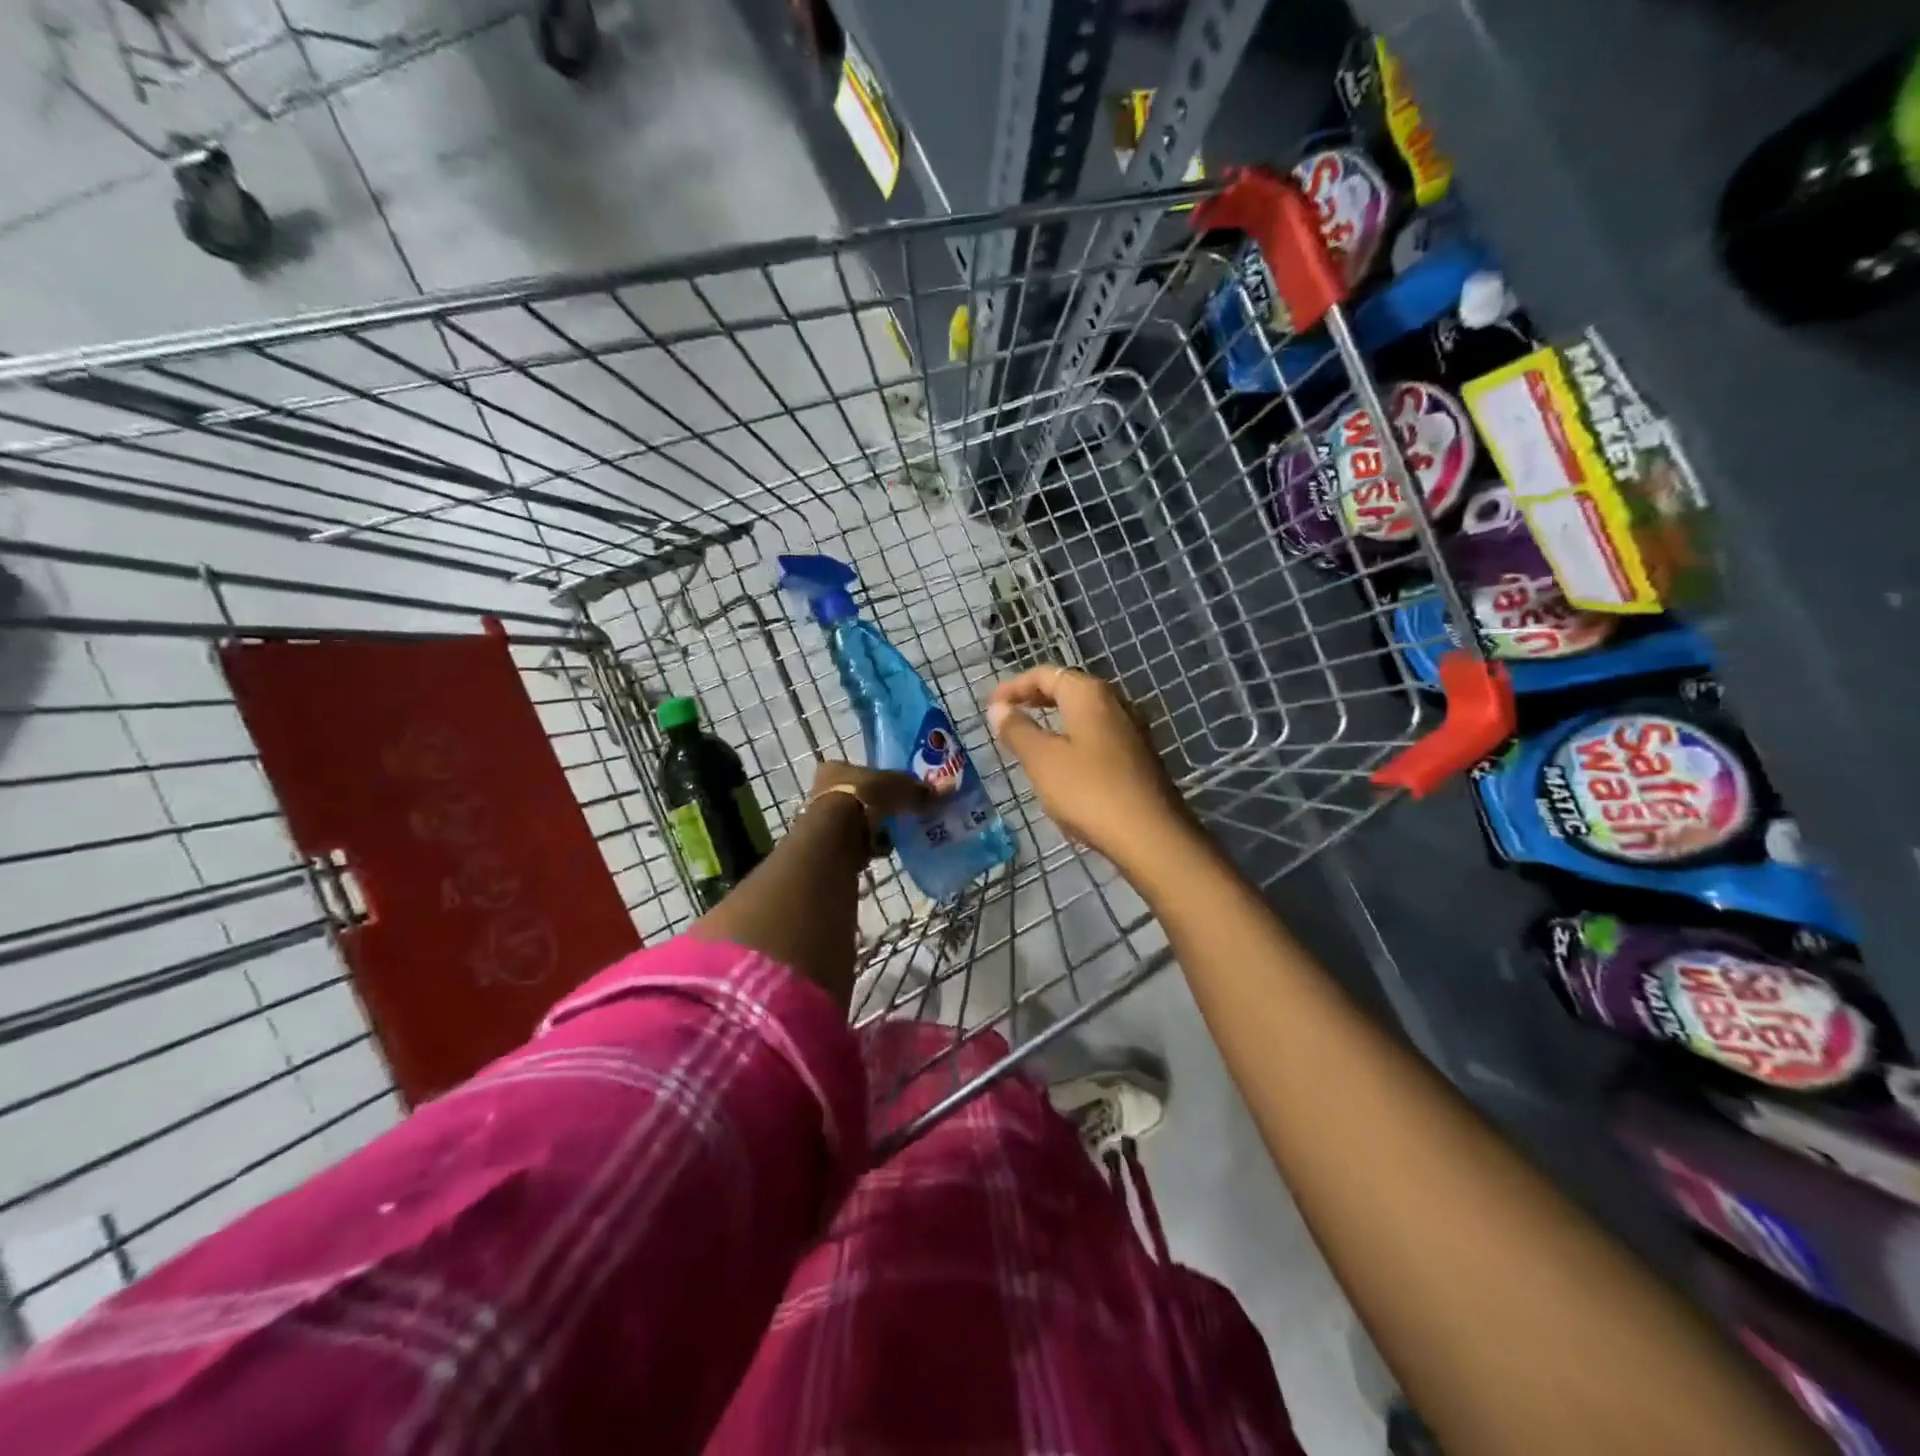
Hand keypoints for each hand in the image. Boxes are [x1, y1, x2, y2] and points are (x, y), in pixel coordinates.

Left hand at [807, 760, 932, 848]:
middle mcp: (823, 789)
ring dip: (873, 829)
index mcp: (835, 768)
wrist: (837, 836)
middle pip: (858, 796)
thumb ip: (917, 789)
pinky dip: (869, 847)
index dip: (878, 780)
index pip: (859, 770)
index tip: (896, 791)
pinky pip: (854, 844)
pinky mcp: (827, 844)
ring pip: (856, 821)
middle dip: (878, 807)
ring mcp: (822, 819)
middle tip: (899, 814)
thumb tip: (943, 791)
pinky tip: (883, 851)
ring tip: (895, 836)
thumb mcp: (899, 787)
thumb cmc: (865, 797)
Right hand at [986, 665, 1192, 869]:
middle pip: (1068, 689)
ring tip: (1030, 738)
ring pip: (1084, 714)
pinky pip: (1097, 736)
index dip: (1014, 686)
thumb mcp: (1042, 760)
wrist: (1150, 835)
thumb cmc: (1088, 791)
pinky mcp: (1138, 758)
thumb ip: (1017, 730)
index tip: (991, 704)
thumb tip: (998, 707)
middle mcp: (1115, 703)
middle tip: (1007, 715)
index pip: (1046, 674)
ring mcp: (1131, 730)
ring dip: (1055, 720)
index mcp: (1089, 695)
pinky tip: (1063, 763)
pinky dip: (1073, 739)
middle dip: (1035, 699)